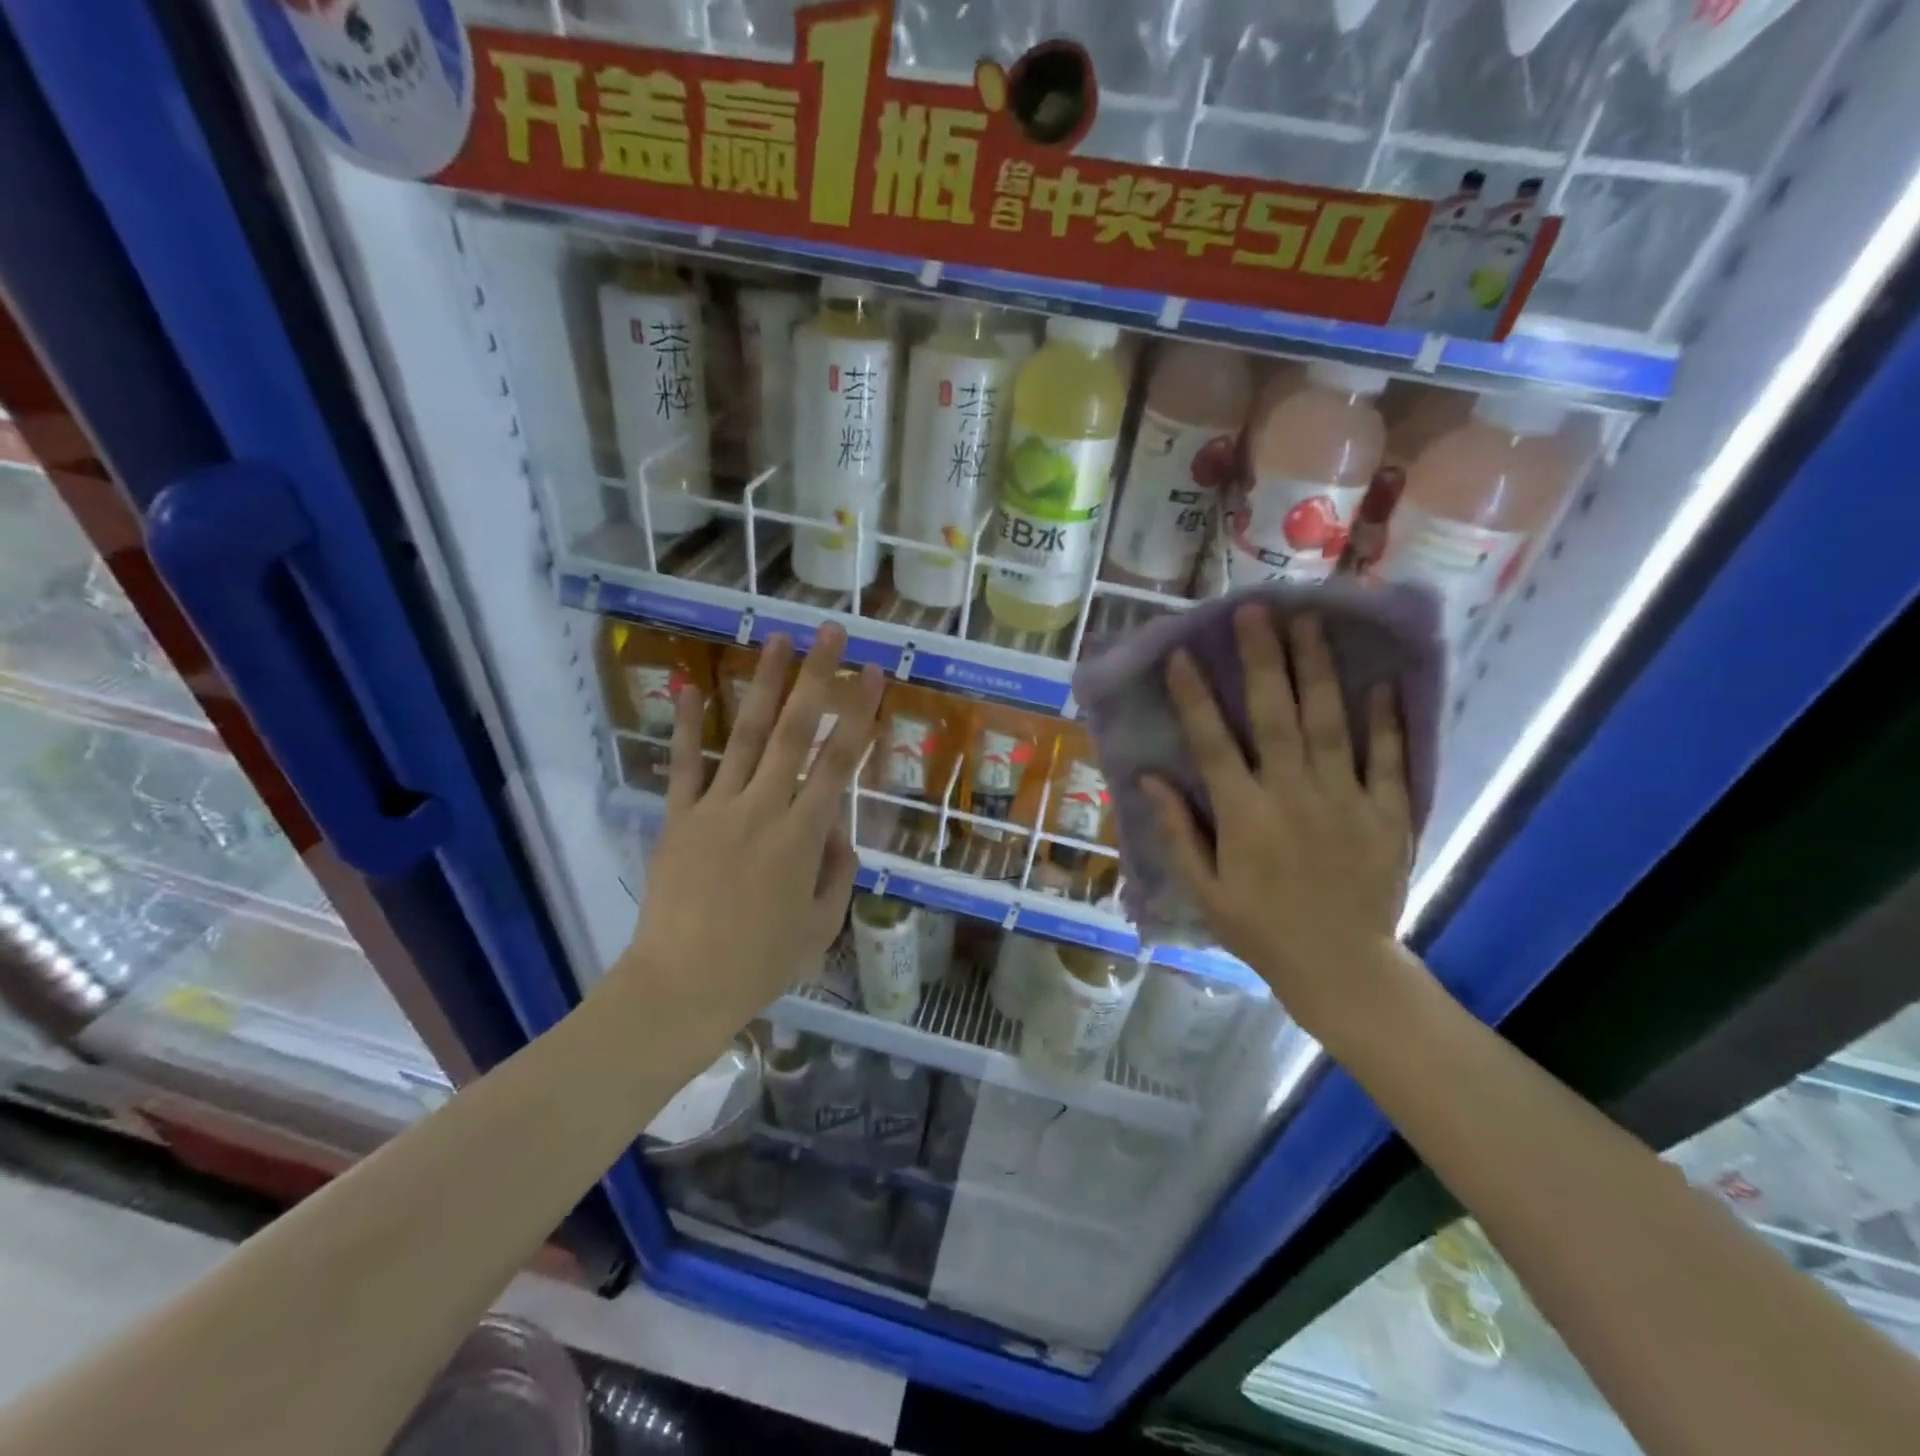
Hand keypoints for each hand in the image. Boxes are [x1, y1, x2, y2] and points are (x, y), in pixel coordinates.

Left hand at [613, 626, 883, 1036]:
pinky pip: (684, 765)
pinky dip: (689, 725)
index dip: (860, 715)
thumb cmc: (760, 964)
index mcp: (803, 837)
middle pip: (796, 732)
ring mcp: (716, 809)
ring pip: (747, 735)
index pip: (840, 763)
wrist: (680, 988)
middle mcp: (763, 808)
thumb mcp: (820, 925)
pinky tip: (693, 685)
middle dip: (817, 678)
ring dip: (764, 685)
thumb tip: (838, 830)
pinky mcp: (678, 819)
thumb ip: (837, 871)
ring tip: (778, 640)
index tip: (874, 674)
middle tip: (831, 633)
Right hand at [1139, 609, 1414, 1043]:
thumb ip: (1178, 829)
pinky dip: (1386, 718)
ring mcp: (1346, 799)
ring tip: (1311, 622)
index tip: (1182, 655)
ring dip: (1318, 669)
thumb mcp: (1204, 888)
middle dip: (1262, 659)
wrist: (1341, 967)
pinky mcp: (1388, 812)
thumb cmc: (1260, 929)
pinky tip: (1379, 679)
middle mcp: (1293, 795)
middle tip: (1256, 610)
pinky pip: (1390, 757)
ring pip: (1330, 723)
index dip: (1194, 696)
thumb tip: (1148, 778)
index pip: (1212, 742)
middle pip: (1275, 716)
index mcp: (1244, 815)